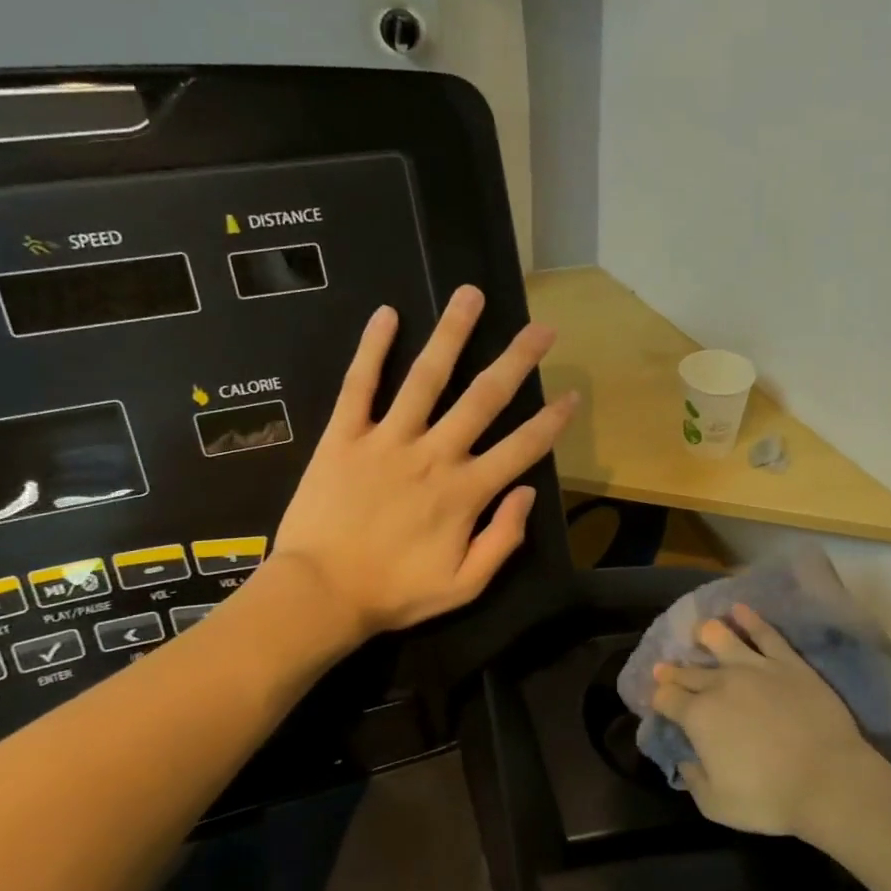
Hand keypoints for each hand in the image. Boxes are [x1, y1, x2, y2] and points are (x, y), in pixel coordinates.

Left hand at [272, 285, 576, 636]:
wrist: (318, 595)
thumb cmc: (395, 593)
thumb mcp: (465, 585)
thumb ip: (503, 540)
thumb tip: (528, 493)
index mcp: (466, 493)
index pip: (522, 448)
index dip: (552, 421)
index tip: (571, 395)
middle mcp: (434, 455)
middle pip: (483, 398)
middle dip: (516, 360)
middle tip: (541, 328)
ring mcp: (387, 440)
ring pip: (426, 378)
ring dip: (452, 334)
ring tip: (470, 295)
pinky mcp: (344, 436)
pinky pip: (359, 385)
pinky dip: (372, 349)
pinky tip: (387, 315)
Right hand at [650, 604, 880, 838]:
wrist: (828, 779)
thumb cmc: (769, 798)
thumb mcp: (717, 805)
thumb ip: (694, 780)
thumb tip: (686, 761)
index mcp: (698, 716)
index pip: (667, 698)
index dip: (658, 697)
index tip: (657, 698)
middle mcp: (720, 684)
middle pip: (689, 671)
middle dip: (673, 670)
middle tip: (664, 667)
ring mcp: (755, 668)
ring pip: (723, 640)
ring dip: (706, 633)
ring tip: (700, 628)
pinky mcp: (787, 663)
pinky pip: (765, 634)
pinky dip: (750, 619)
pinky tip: (740, 609)